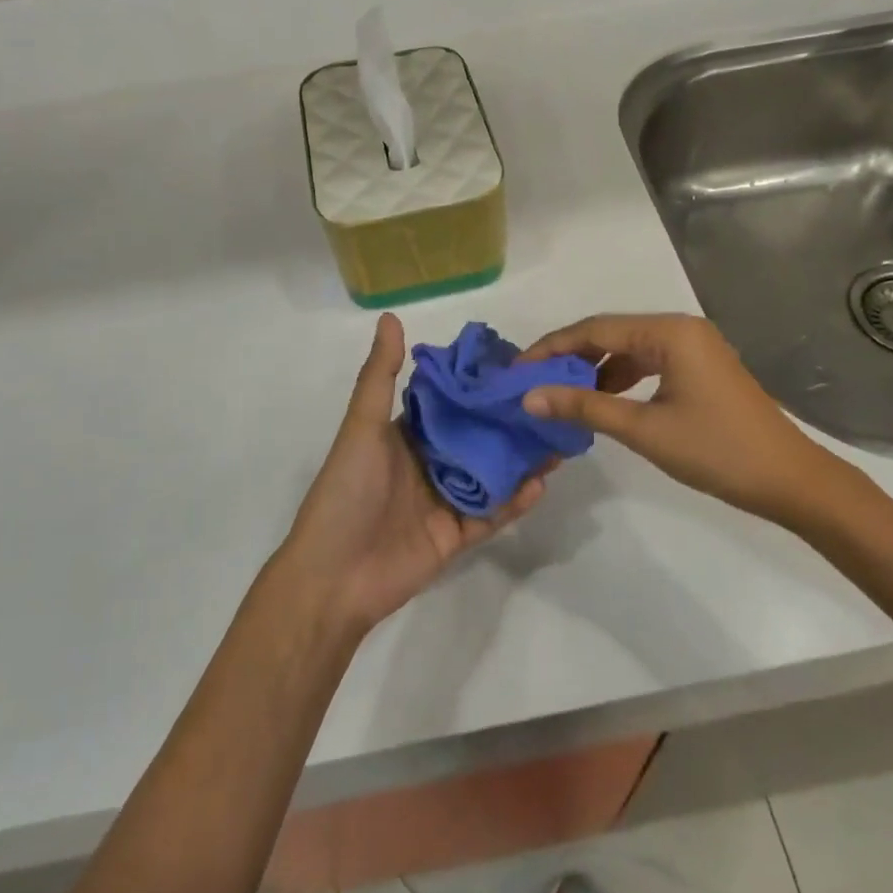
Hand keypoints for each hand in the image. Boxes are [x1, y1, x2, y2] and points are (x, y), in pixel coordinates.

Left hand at [280, 313, 551, 632]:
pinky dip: (515, 501)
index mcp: (406, 433)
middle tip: (551, 401)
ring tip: (559, 439)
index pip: (450, 401)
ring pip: (492, 474)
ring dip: (521, 459)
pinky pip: (492, 514)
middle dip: (510, 422)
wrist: (333, 576)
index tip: (518, 364)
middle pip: (477, 437)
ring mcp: (444, 500)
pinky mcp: (456, 535)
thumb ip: (380, 375)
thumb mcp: (362, 427)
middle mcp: (428, 461)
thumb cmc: (347, 491)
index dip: (479, 384)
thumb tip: (391, 316)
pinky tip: (542, 483)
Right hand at [520, 313, 860, 531]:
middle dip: (569, 357)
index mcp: (669, 332)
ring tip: (561, 396)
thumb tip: (529, 397)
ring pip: (628, 350)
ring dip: (594, 370)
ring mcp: (694, 347)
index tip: (516, 370)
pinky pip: (648, 364)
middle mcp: (680, 328)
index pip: (594, 329)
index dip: (551, 348)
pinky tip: (602, 403)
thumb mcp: (644, 429)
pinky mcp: (700, 369)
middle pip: (610, 334)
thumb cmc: (717, 451)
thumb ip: (584, 408)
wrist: (791, 481)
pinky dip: (621, 380)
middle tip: (532, 382)